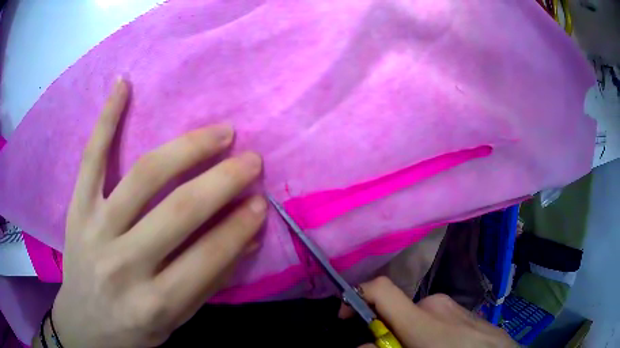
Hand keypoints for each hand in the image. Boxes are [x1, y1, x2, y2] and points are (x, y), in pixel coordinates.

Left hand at [50, 78, 265, 347]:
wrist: (86, 324)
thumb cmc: (134, 328)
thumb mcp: (177, 320)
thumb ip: (210, 281)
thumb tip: (247, 237)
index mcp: (155, 303)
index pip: (209, 256)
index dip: (240, 226)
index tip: (262, 202)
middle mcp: (124, 265)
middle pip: (179, 211)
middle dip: (224, 180)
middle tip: (251, 159)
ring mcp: (94, 230)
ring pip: (142, 176)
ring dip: (186, 148)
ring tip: (219, 132)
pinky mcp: (76, 209)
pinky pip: (91, 158)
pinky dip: (107, 119)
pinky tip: (123, 84)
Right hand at [357, 277, 516, 347]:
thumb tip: (364, 346)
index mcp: (421, 316)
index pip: (380, 288)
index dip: (355, 296)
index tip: (346, 316)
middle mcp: (435, 302)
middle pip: (397, 310)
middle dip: (388, 331)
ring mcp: (453, 305)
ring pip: (418, 316)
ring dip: (409, 334)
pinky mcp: (464, 310)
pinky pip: (436, 318)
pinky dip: (428, 332)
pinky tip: (443, 347)